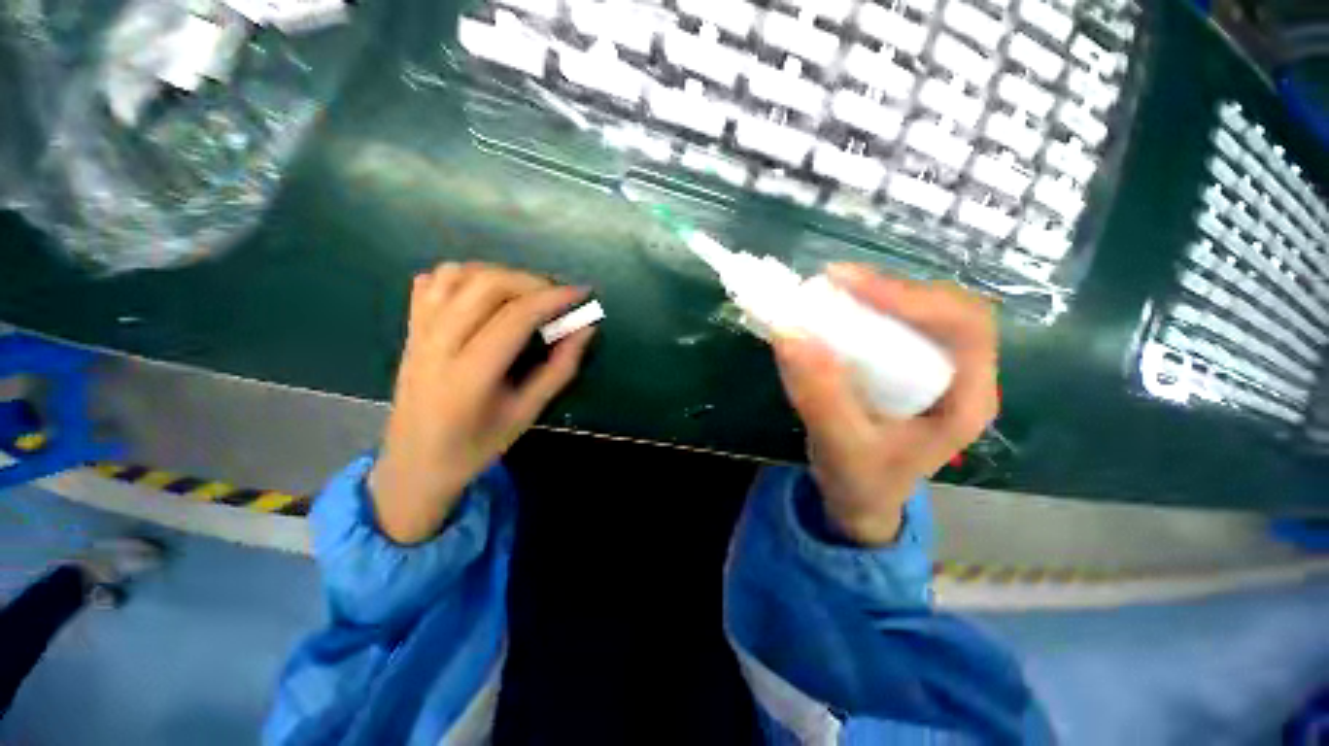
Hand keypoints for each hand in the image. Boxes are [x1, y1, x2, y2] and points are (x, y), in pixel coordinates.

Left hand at [370, 263, 594, 543]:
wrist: (414, 464)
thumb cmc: (477, 446)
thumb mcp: (527, 413)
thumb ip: (559, 368)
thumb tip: (585, 329)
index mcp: (469, 376)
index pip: (516, 317)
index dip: (553, 298)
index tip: (581, 293)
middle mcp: (437, 345)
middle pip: (486, 285)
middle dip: (531, 281)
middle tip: (557, 296)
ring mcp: (418, 333)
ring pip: (458, 275)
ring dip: (500, 274)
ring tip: (525, 294)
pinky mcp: (410, 329)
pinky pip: (433, 282)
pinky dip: (465, 276)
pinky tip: (485, 295)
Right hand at [772, 264, 998, 545]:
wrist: (861, 499)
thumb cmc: (862, 481)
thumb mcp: (841, 446)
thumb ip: (819, 396)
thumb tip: (789, 334)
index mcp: (966, 400)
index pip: (964, 327)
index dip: (913, 297)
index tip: (852, 286)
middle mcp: (958, 376)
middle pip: (942, 309)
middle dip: (890, 290)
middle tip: (836, 282)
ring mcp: (931, 369)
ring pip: (916, 311)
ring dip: (873, 295)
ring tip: (830, 289)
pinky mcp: (903, 367)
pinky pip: (890, 325)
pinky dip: (860, 311)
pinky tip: (833, 309)